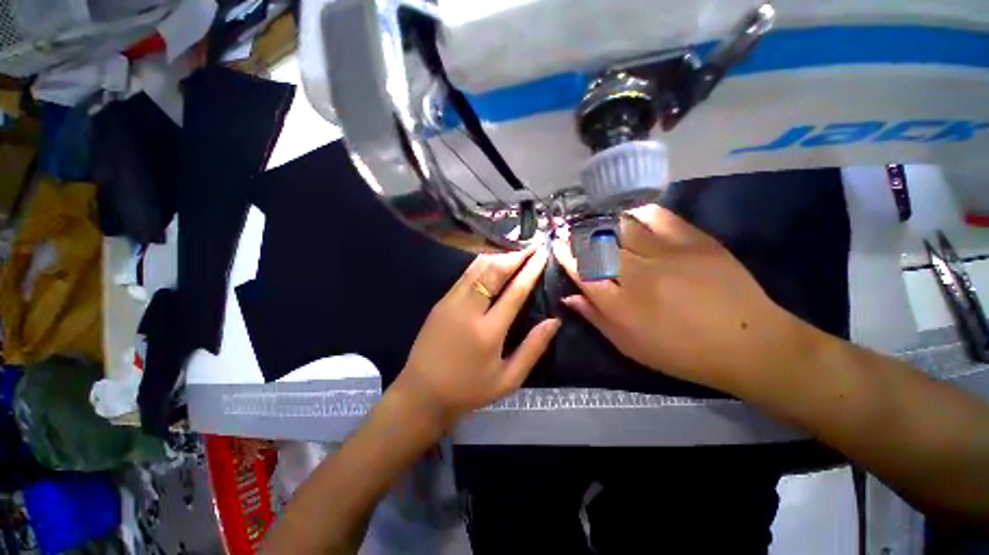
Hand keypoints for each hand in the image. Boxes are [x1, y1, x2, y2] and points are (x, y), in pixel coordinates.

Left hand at [396, 246, 560, 427]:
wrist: (422, 392)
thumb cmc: (469, 389)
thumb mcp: (508, 379)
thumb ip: (533, 349)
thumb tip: (554, 321)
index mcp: (488, 331)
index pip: (515, 291)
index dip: (531, 270)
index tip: (542, 255)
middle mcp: (468, 310)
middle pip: (494, 271)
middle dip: (515, 256)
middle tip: (531, 246)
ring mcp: (451, 302)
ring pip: (477, 268)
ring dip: (498, 256)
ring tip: (515, 251)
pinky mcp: (441, 302)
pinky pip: (465, 275)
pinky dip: (482, 264)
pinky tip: (492, 263)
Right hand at [553, 205, 805, 392]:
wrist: (748, 344)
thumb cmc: (680, 352)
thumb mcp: (629, 345)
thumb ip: (595, 318)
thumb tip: (568, 297)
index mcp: (620, 306)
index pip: (581, 272)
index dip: (565, 255)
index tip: (557, 243)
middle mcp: (637, 276)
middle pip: (598, 245)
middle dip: (578, 233)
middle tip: (570, 226)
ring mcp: (666, 255)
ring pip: (622, 227)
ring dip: (602, 221)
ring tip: (594, 218)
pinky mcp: (694, 241)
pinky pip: (658, 217)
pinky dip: (638, 212)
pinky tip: (629, 213)